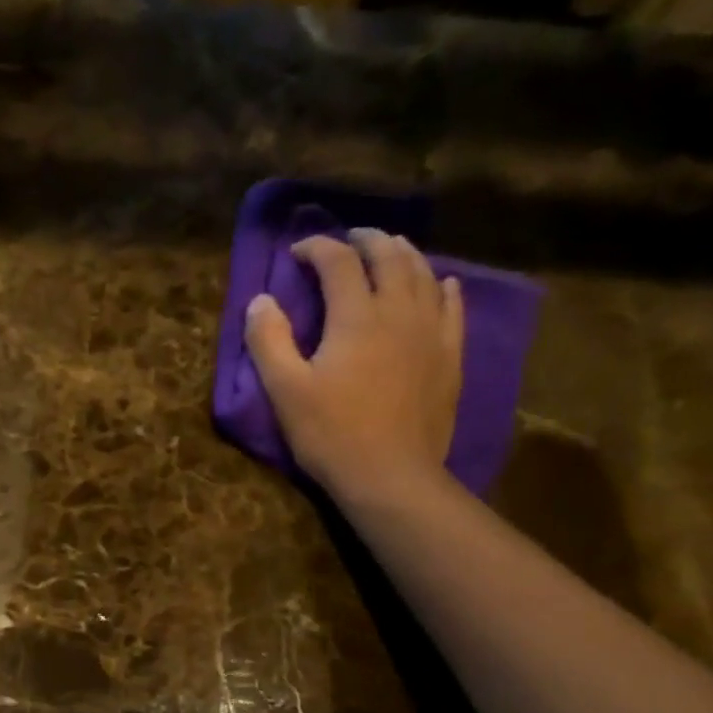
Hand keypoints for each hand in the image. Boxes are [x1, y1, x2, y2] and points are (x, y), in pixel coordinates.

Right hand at [244, 229, 462, 500]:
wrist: (390, 475)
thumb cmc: (330, 433)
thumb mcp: (285, 390)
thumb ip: (269, 340)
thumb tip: (260, 300)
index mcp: (355, 317)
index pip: (338, 262)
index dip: (317, 248)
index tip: (298, 252)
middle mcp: (399, 312)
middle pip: (389, 257)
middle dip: (367, 240)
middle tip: (349, 238)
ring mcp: (430, 333)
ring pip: (424, 275)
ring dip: (404, 255)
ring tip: (391, 249)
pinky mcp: (449, 357)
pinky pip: (452, 309)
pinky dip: (443, 288)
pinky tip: (442, 284)